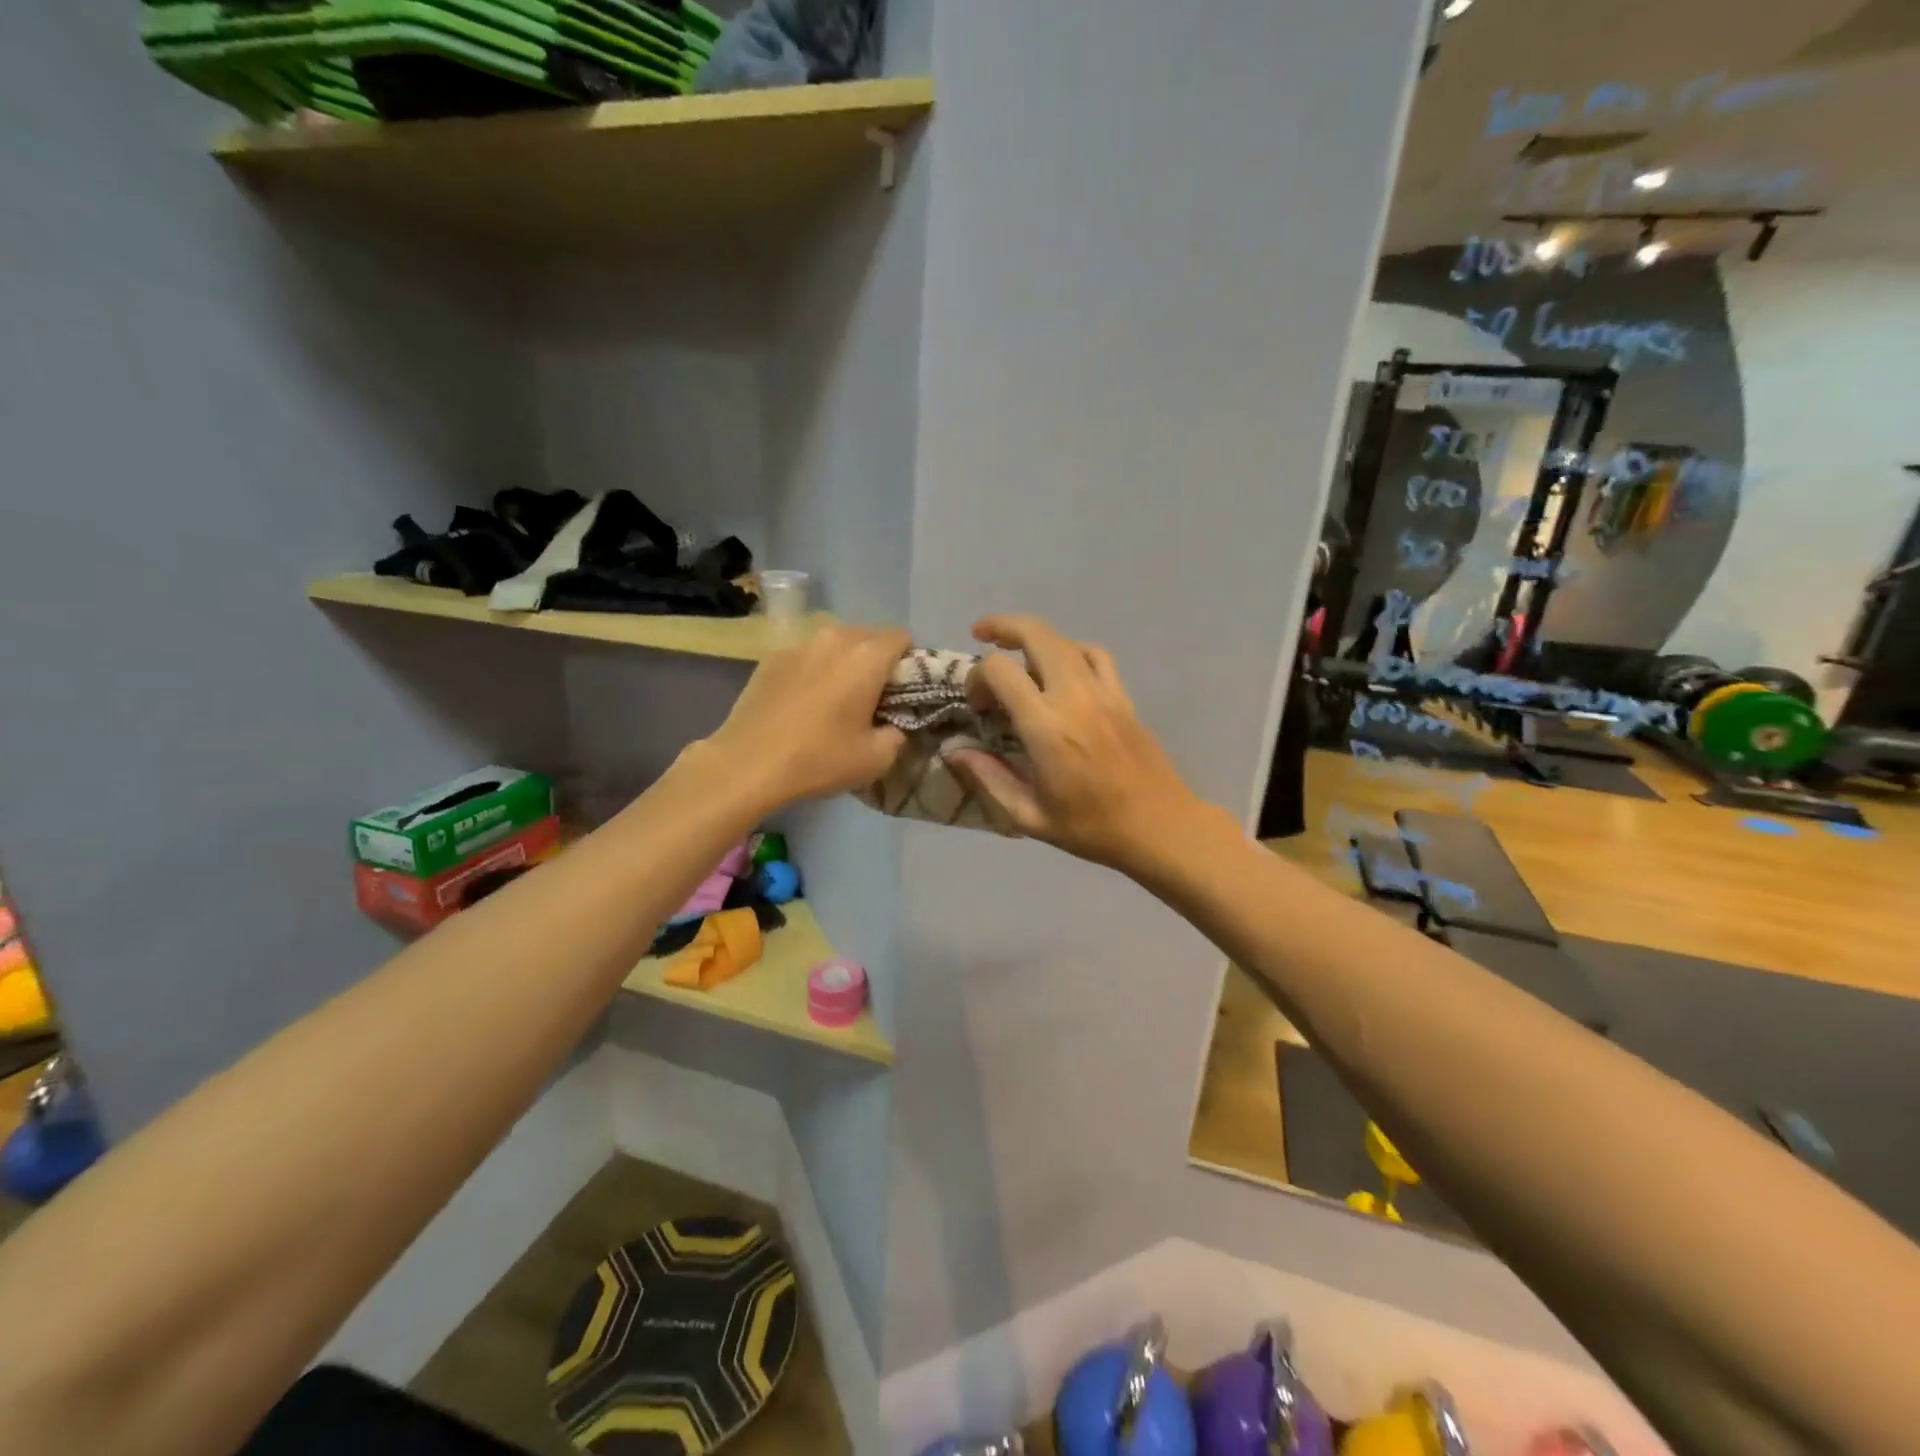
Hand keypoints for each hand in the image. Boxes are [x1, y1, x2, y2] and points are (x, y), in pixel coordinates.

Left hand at [703, 623, 911, 808]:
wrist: (748, 764)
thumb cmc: (820, 759)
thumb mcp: (877, 759)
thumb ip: (898, 733)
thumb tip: (893, 723)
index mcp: (866, 657)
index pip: (901, 637)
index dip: (908, 662)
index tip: (900, 691)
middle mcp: (834, 638)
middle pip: (868, 635)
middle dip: (876, 659)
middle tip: (871, 697)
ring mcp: (798, 645)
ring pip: (834, 642)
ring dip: (843, 661)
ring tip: (835, 696)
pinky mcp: (771, 657)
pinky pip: (807, 654)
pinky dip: (814, 669)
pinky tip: (803, 701)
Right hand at [945, 614, 1202, 872]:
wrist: (1159, 827)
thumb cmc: (1091, 828)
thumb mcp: (1030, 815)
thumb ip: (989, 777)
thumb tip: (954, 750)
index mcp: (1046, 727)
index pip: (1000, 671)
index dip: (977, 678)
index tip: (977, 706)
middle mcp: (1074, 697)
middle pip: (1036, 634)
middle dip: (1002, 627)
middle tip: (980, 634)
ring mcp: (1104, 693)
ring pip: (1065, 640)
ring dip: (1035, 636)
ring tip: (1016, 650)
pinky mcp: (1124, 697)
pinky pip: (1096, 656)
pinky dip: (1071, 650)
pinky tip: (1061, 668)